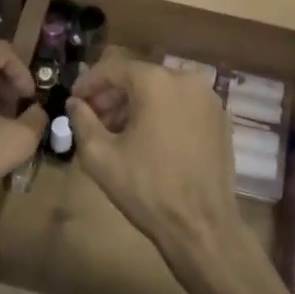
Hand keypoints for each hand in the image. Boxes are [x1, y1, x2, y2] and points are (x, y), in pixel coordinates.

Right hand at [67, 53, 242, 262]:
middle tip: (92, 117)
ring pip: (162, 90)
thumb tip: (75, 103)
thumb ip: (82, 121)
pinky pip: (182, 104)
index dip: (89, 82)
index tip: (74, 100)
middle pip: (139, 77)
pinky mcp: (220, 118)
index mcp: (156, 82)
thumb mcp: (100, 156)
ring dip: (136, 104)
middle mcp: (186, 79)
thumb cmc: (147, 189)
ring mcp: (208, 98)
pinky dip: (162, 113)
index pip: (113, 68)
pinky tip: (148, 139)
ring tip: (117, 131)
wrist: (202, 225)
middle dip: (112, 95)